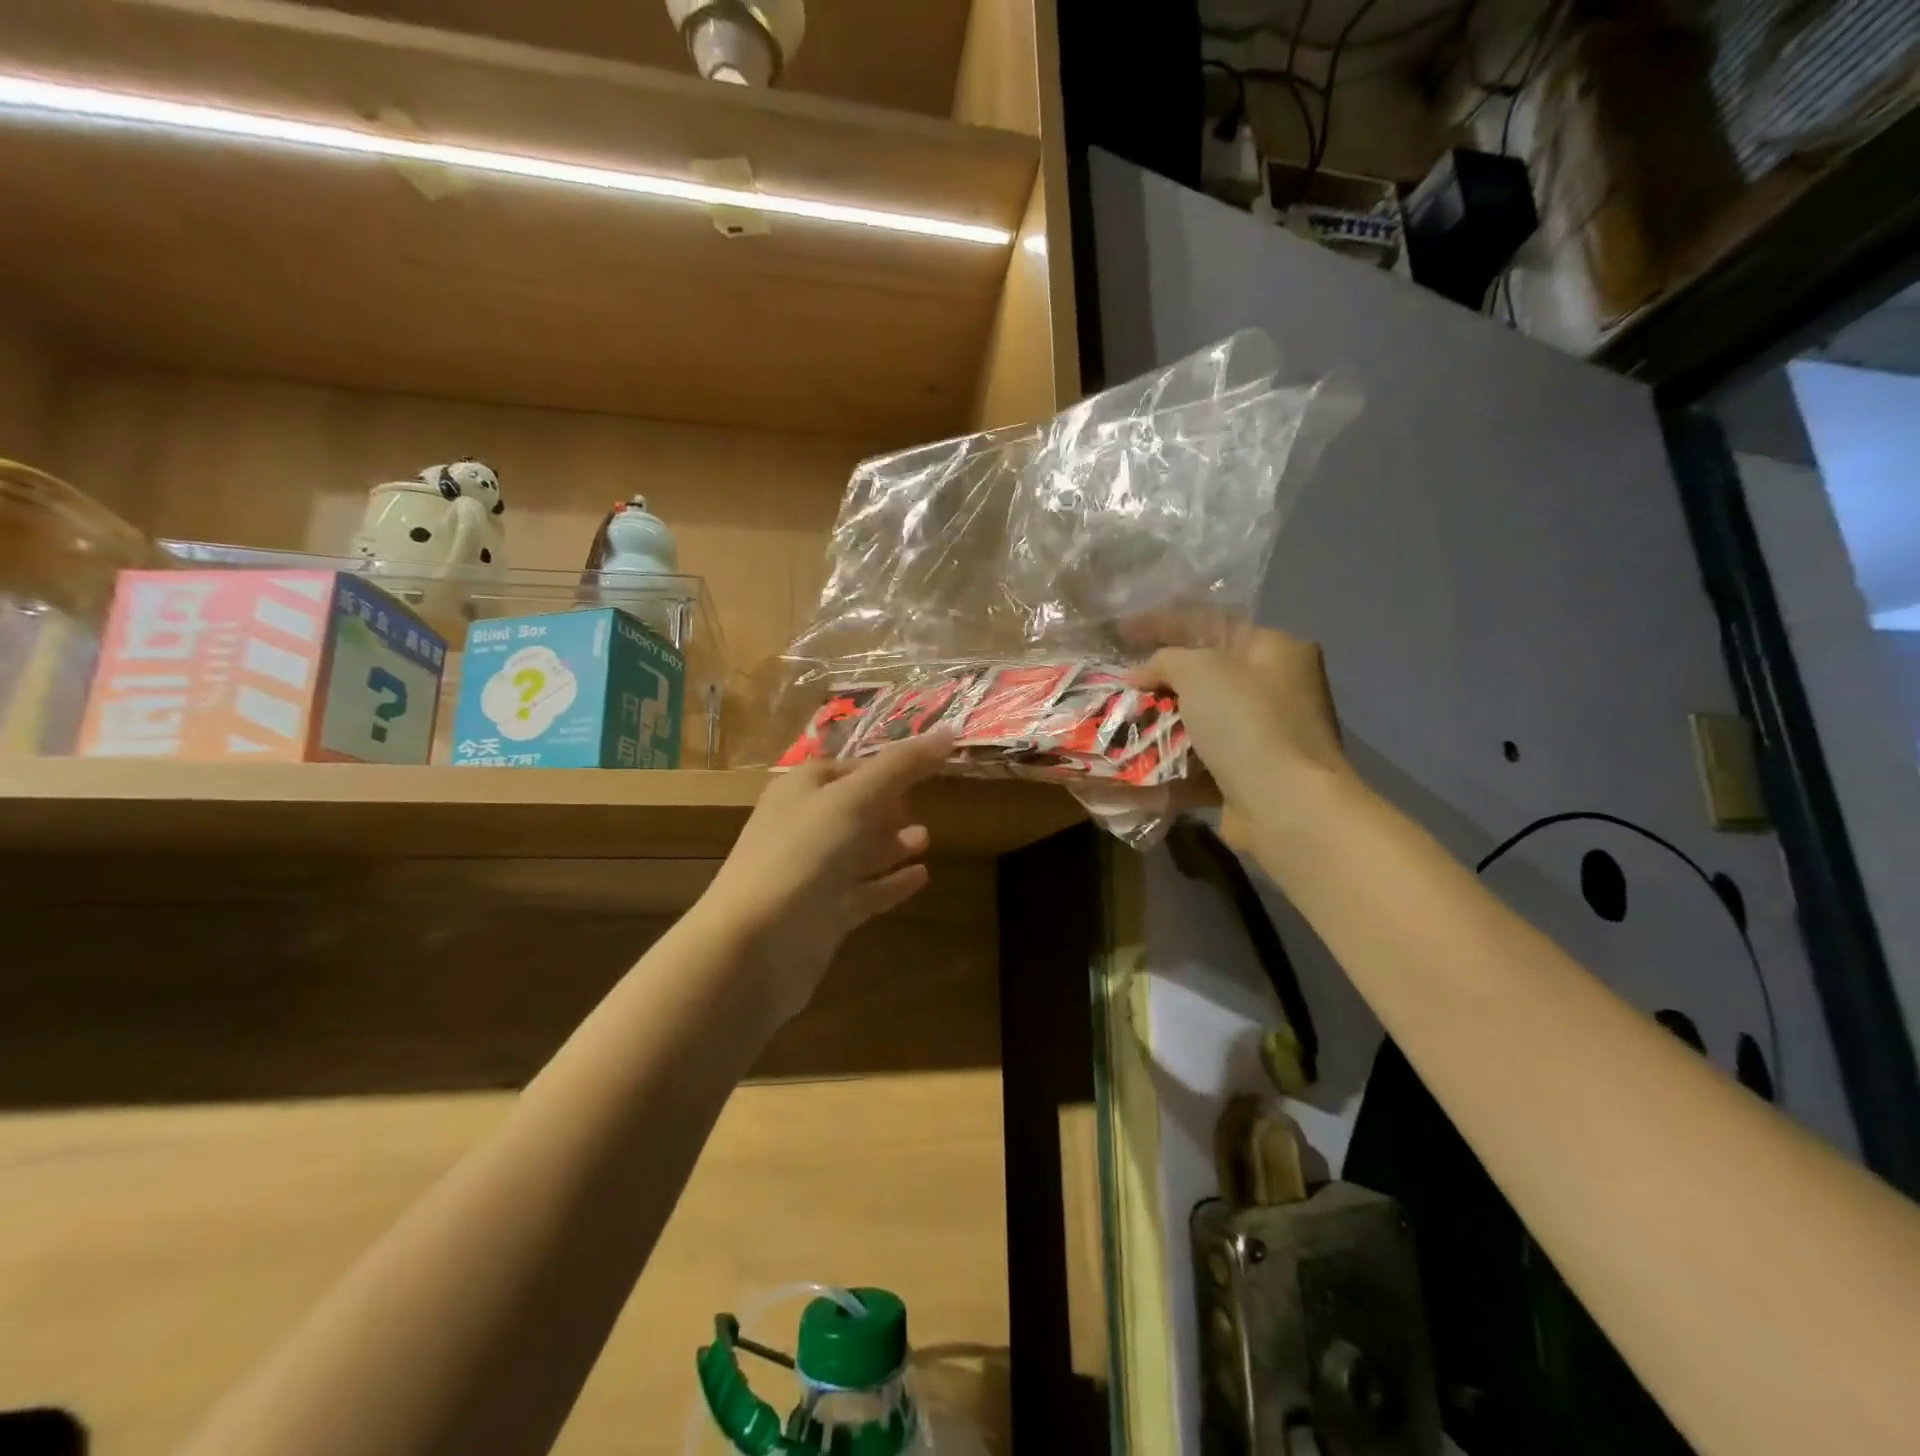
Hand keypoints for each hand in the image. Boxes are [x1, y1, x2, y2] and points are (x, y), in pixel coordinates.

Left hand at [692, 732, 953, 1025]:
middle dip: (890, 806)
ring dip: (892, 843)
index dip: (888, 767)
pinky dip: (890, 883)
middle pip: (855, 809)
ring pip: (859, 852)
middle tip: (928, 804)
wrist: (753, 947)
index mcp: (801, 790)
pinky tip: (922, 877)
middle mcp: (803, 827)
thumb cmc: (802, 856)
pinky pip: (864, 892)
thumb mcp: (854, 799)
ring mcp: (812, 874)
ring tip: (927, 840)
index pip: (852, 768)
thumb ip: (902, 766)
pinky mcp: (823, 915)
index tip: (928, 766)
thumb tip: (950, 731)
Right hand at [1130, 627, 1350, 846]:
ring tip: (1119, 721)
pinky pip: (1201, 758)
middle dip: (1159, 679)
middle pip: (1205, 674)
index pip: (1210, 623)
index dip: (1161, 623)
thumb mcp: (1200, 671)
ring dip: (1161, 721)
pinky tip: (1137, 759)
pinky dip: (1171, 758)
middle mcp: (1276, 688)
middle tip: (1118, 682)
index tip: (1119, 631)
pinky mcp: (1250, 774)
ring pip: (1200, 719)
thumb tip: (1140, 675)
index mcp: (1275, 649)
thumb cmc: (1247, 723)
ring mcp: (1265, 734)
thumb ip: (1165, 660)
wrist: (1285, 805)